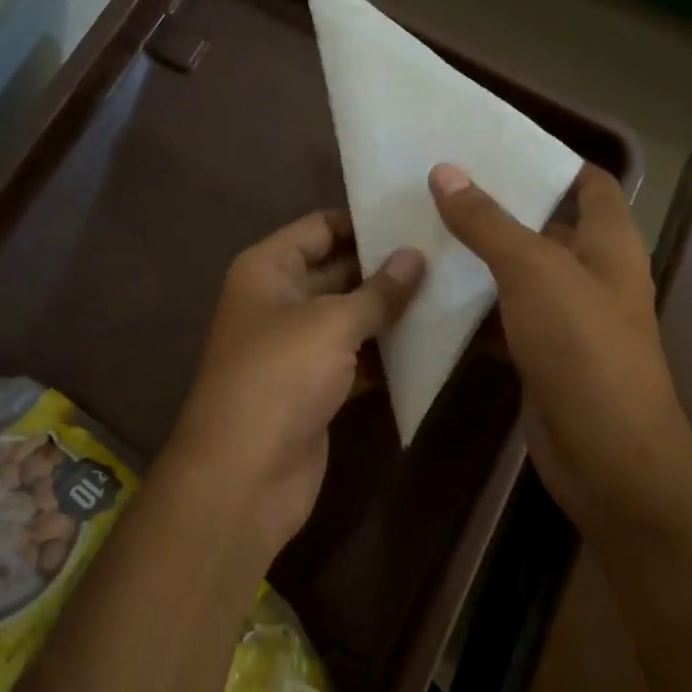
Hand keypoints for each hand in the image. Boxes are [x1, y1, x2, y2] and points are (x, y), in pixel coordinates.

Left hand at [164, 211, 424, 559]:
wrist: (244, 475)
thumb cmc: (280, 377)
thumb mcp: (332, 323)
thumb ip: (378, 291)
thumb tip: (415, 256)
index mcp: (267, 270)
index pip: (318, 228)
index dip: (362, 221)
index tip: (414, 216)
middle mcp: (278, 301)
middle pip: (336, 270)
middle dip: (384, 265)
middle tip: (443, 252)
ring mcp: (295, 347)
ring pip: (348, 316)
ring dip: (389, 310)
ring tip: (447, 289)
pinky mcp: (313, 387)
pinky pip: (354, 358)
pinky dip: (384, 353)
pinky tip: (429, 342)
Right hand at [429, 163, 691, 536]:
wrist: (606, 455)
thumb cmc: (582, 348)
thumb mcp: (534, 272)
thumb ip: (488, 222)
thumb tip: (445, 172)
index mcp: (609, 242)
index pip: (587, 182)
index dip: (548, 159)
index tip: (491, 144)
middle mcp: (591, 274)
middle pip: (543, 226)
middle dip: (496, 206)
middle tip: (436, 183)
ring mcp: (566, 318)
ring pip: (517, 274)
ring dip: (477, 257)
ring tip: (420, 227)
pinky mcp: (540, 354)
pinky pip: (503, 317)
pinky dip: (472, 307)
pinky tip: (428, 294)